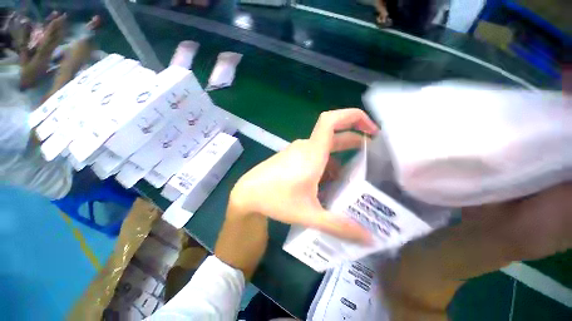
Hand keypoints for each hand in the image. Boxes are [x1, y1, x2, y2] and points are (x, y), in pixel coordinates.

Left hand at [231, 108, 378, 243]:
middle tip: (373, 155)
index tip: (371, 128)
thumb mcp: (309, 215)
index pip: (331, 121)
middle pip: (334, 134)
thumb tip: (369, 240)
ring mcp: (297, 151)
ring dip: (341, 157)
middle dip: (355, 140)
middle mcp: (306, 147)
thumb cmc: (275, 200)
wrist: (248, 194)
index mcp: (312, 153)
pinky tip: (330, 182)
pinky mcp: (292, 157)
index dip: (353, 116)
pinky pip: (315, 155)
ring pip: (325, 148)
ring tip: (354, 176)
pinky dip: (327, 164)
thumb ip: (339, 226)